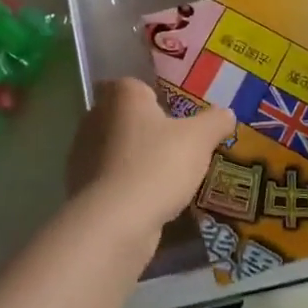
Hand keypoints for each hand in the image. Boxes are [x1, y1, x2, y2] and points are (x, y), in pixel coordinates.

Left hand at [65, 77, 235, 236]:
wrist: (115, 222)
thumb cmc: (158, 164)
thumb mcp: (199, 139)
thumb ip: (215, 121)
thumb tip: (227, 114)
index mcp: (122, 95)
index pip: (135, 86)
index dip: (154, 97)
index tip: (176, 115)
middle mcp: (95, 117)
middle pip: (125, 117)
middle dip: (146, 129)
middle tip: (177, 145)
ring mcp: (82, 154)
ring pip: (116, 149)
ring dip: (135, 159)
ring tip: (167, 177)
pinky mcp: (80, 188)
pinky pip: (109, 179)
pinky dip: (126, 186)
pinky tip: (149, 201)